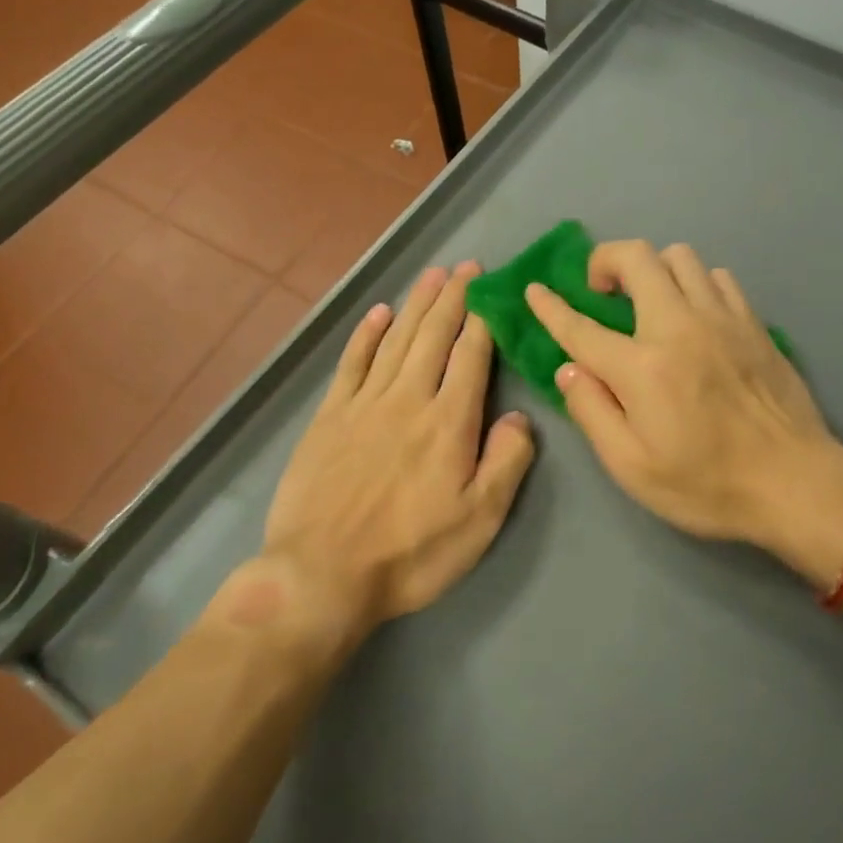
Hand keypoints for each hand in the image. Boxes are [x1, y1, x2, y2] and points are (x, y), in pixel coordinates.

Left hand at [210, 262, 535, 650]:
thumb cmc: (410, 554)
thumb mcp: (479, 521)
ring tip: (432, 275)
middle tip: (466, 266)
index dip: (483, 319)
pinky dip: (367, 334)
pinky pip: (352, 363)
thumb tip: (520, 417)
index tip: (492, 289)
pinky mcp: (329, 416)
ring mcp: (364, 404)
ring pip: (396, 340)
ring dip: (416, 304)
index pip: (471, 356)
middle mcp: (407, 399)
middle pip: (433, 336)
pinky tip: (378, 313)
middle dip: (453, 298)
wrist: (321, 576)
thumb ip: (506, 463)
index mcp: (448, 422)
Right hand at [526, 241, 842, 582]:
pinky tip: (694, 313)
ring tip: (647, 300)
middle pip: (636, 258)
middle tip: (599, 290)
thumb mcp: (632, 467)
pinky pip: (717, 277)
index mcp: (642, 368)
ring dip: (652, 268)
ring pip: (680, 256)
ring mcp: (721, 318)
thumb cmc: (707, 485)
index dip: (551, 306)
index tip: (535, 289)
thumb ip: (592, 412)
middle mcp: (679, 327)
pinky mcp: (752, 322)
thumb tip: (568, 370)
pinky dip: (695, 283)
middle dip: (605, 260)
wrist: (796, 483)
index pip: (581, 327)